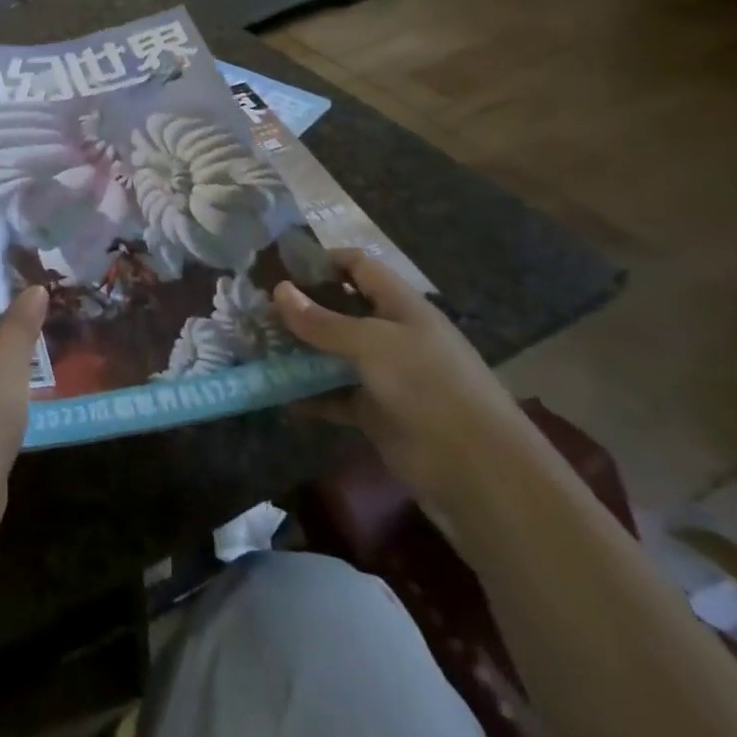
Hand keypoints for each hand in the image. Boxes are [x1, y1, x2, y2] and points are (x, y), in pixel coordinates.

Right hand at [276, 248, 540, 518]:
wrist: (482, 475)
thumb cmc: (431, 389)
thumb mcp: (373, 345)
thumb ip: (323, 321)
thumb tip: (278, 290)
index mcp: (402, 307)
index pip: (359, 267)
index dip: (323, 260)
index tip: (279, 266)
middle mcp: (392, 336)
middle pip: (340, 310)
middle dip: (300, 308)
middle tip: (254, 309)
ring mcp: (384, 376)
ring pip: (332, 354)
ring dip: (298, 351)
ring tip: (254, 346)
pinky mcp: (377, 414)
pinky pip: (334, 396)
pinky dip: (307, 395)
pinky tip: (276, 394)